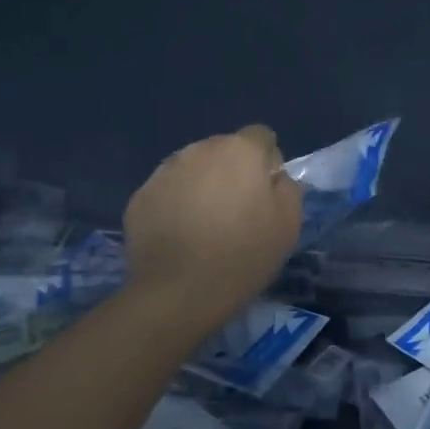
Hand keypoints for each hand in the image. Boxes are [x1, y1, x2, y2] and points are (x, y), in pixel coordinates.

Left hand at [123, 125, 302, 327]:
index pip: (260, 136)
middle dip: (232, 171)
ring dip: (203, 185)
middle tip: (236, 211)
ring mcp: (165, 171)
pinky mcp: (140, 196)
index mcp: (240, 151)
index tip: (265, 192)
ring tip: (205, 225)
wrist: (179, 292)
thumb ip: (287, 188)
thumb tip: (274, 177)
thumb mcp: (289, 224)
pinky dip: (176, 204)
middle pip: (224, 150)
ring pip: (193, 168)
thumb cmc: (244, 255)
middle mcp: (200, 150)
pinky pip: (168, 191)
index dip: (267, 161)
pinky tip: (181, 236)